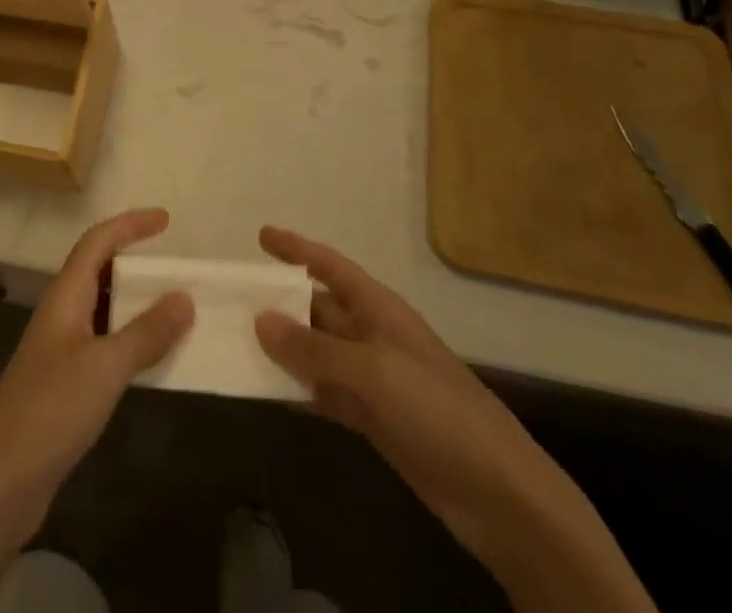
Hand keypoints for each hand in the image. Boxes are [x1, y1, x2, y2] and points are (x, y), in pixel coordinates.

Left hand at [0, 208, 193, 549]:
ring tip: (174, 308)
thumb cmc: (50, 410)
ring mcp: (61, 350)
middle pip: (98, 270)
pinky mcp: (65, 384)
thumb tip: (184, 297)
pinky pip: (104, 344)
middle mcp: (61, 314)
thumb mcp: (105, 368)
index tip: (165, 220)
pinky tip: (152, 359)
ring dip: (136, 303)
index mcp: (65, 296)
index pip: (97, 242)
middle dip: (134, 261)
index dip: (130, 225)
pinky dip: (130, 340)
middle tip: (175, 265)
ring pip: (103, 309)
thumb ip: (146, 333)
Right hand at [253, 228, 654, 612]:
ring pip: (317, 351)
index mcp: (380, 309)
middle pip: (318, 308)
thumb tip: (260, 320)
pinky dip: (298, 389)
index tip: (261, 235)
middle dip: (280, 302)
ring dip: (284, 347)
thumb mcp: (374, 373)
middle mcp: (373, 335)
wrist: (500, 495)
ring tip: (237, 341)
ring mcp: (374, 378)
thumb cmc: (438, 412)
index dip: (297, 248)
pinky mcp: (374, 419)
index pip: (331, 266)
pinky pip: (325, 392)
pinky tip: (267, 390)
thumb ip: (314, 351)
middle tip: (232, 299)